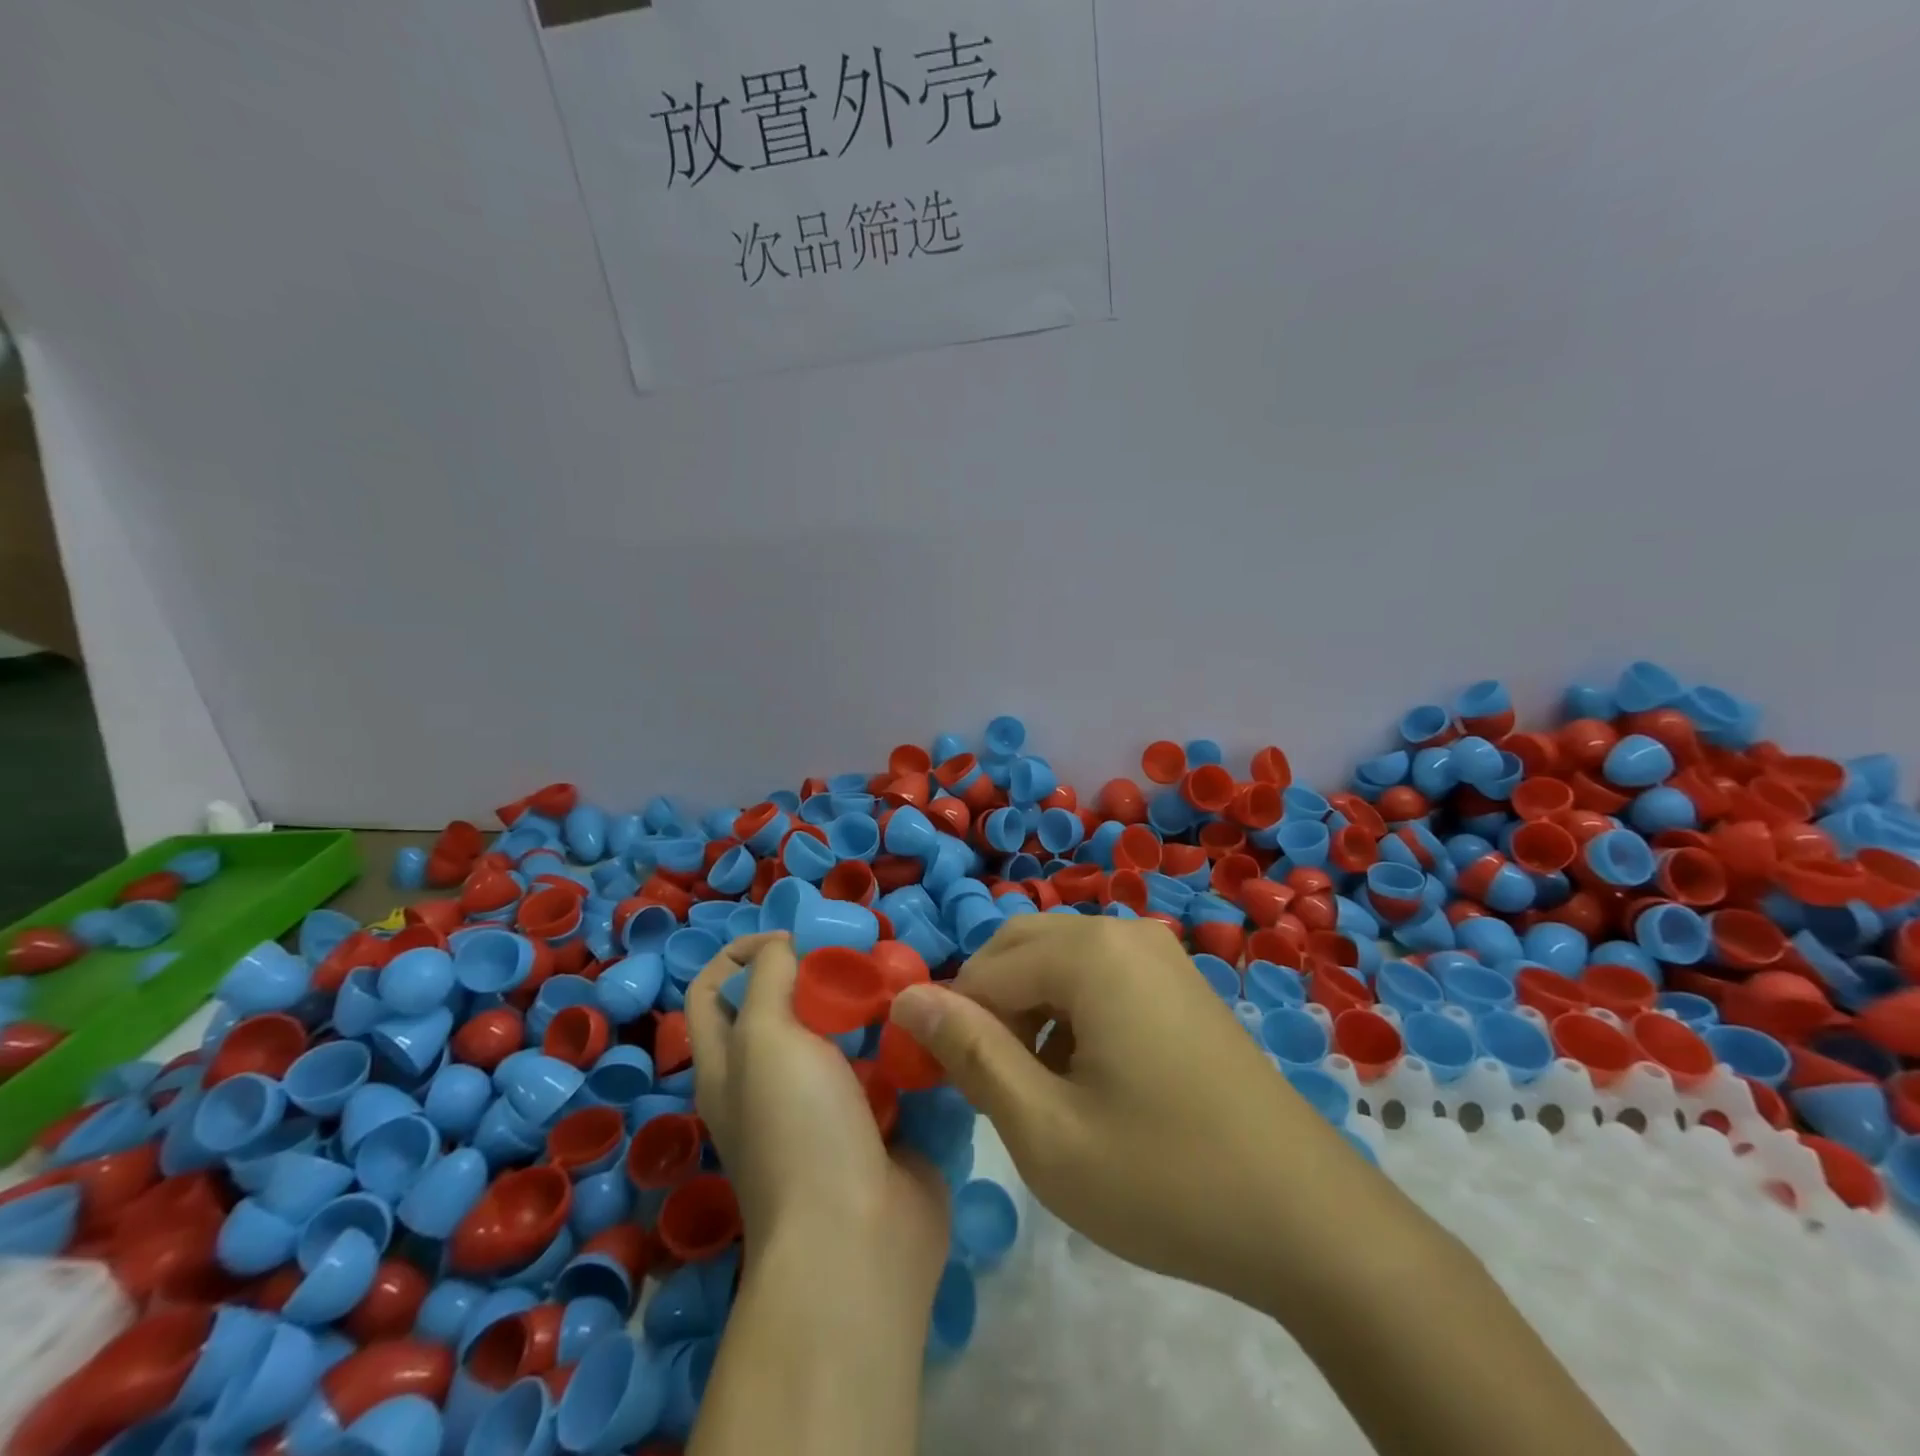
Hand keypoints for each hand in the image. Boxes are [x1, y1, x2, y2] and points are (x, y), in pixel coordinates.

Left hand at [686, 933, 948, 1292]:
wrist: (857, 1238)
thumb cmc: (797, 1129)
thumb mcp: (764, 1038)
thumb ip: (769, 978)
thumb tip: (786, 947)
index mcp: (730, 1064)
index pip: (713, 989)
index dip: (741, 952)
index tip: (793, 940)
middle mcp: (773, 1080)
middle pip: (787, 1005)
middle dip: (822, 973)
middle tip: (862, 960)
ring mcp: (828, 1104)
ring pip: (845, 1032)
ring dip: (871, 1005)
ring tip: (903, 986)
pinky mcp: (877, 1121)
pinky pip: (888, 1064)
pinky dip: (904, 1042)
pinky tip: (929, 1023)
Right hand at [887, 917, 1370, 1302]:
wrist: (1306, 1218)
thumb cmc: (1164, 1178)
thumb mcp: (1046, 1130)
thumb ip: (970, 1053)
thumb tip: (906, 997)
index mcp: (1090, 952)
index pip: (984, 971)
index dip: (952, 1025)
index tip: (948, 1088)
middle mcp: (1123, 931)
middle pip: (1020, 948)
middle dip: (990, 1007)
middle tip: (991, 1086)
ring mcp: (1159, 953)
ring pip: (1058, 961)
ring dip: (1028, 1011)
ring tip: (1038, 1091)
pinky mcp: (1179, 981)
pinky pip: (1099, 975)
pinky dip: (1070, 1012)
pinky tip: (1087, 1079)